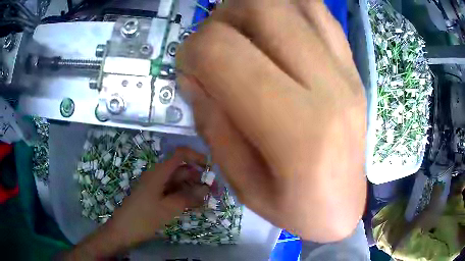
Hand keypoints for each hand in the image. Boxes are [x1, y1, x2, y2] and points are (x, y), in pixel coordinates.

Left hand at [65, 148, 208, 259]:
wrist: (123, 231)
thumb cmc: (143, 218)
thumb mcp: (167, 209)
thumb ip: (188, 198)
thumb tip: (206, 189)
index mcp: (159, 173)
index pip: (180, 155)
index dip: (196, 157)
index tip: (212, 168)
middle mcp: (158, 176)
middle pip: (182, 170)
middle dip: (199, 178)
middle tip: (214, 192)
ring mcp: (156, 187)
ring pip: (179, 183)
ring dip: (193, 190)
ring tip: (207, 202)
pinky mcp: (156, 197)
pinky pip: (173, 193)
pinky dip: (185, 197)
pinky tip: (195, 206)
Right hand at [177, 0, 366, 241]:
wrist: (344, 207)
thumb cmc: (295, 208)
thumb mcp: (242, 184)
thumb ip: (213, 124)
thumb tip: (191, 74)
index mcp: (297, 130)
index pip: (224, 51)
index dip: (192, 51)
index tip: (189, 67)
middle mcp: (329, 86)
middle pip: (262, 8)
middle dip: (223, 18)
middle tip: (216, 43)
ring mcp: (346, 71)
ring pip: (293, 2)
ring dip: (255, 8)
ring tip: (244, 33)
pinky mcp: (353, 67)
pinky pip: (319, 13)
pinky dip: (287, 9)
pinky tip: (276, 31)